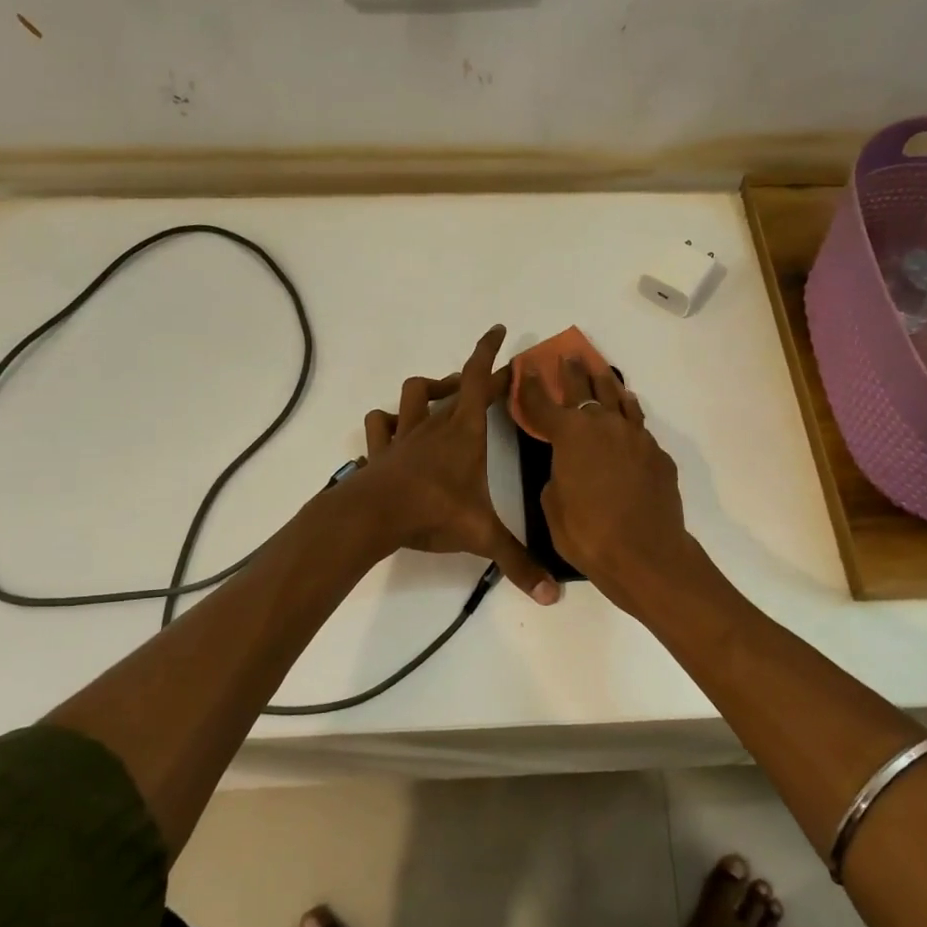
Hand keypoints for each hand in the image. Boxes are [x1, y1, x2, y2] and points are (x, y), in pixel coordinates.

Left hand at [354, 325, 558, 604]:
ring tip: (443, 397)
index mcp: (465, 433)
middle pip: (456, 386)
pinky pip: (380, 424)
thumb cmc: (433, 512)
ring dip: (430, 389)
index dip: (489, 353)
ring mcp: (404, 435)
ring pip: (414, 394)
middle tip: (491, 380)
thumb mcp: (482, 536)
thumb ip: (518, 563)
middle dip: (475, 377)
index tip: (498, 330)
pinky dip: (388, 421)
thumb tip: (552, 596)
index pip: (479, 380)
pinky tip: (395, 428)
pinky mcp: (381, 450)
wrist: (373, 516)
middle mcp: (436, 425)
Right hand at [515, 356, 695, 614]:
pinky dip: (629, 417)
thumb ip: (556, 477)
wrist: (646, 554)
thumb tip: (568, 469)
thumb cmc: (587, 533)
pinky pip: (639, 428)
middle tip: (569, 356)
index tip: (526, 370)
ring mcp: (635, 437)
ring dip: (608, 385)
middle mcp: (604, 425)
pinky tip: (629, 418)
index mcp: (570, 435)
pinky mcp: (658, 455)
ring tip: (603, 373)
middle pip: (586, 389)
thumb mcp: (553, 506)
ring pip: (620, 400)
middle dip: (574, 372)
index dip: (531, 387)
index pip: (543, 403)